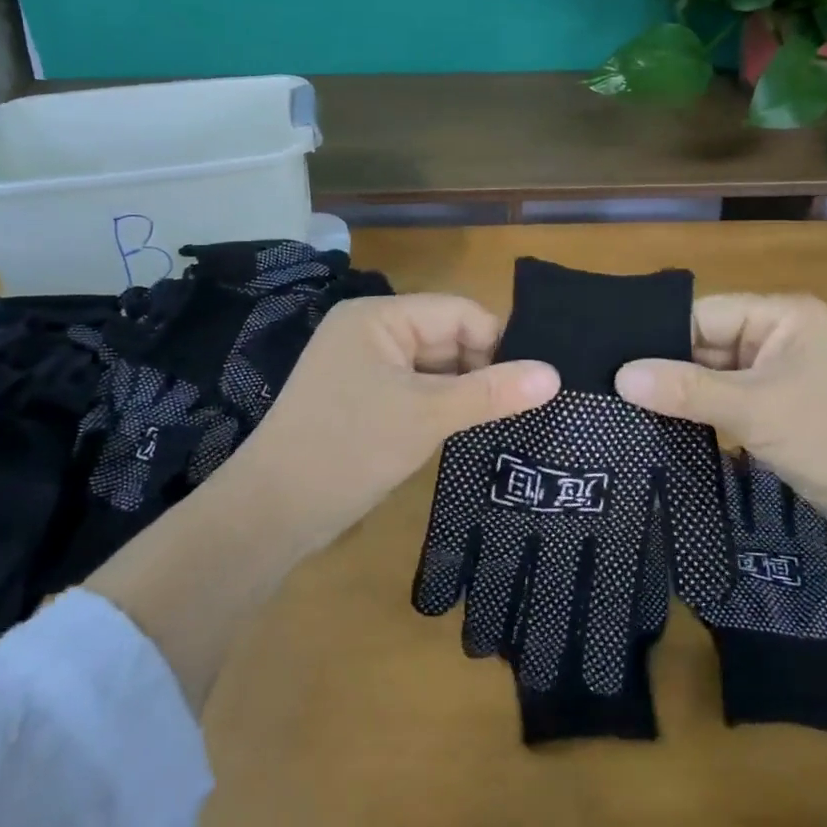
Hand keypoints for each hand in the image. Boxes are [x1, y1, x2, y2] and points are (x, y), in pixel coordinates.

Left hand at [223, 294, 558, 551]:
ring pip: (434, 368)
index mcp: (379, 317)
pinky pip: (415, 390)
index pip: (459, 313)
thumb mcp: (428, 415)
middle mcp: (370, 332)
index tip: (531, 384)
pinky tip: (466, 429)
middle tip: (523, 407)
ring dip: (463, 392)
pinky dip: (441, 406)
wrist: (271, 513)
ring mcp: (363, 367)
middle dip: (482, 370)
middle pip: (447, 338)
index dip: (498, 343)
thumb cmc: (350, 447)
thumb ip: (492, 392)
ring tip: (503, 420)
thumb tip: (555, 375)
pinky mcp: (361, 400)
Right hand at [614, 293, 826, 534]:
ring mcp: (777, 375)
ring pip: (713, 376)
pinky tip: (661, 427)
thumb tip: (621, 376)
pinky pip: (726, 402)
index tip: (613, 363)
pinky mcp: (775, 410)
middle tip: (610, 390)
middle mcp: (777, 336)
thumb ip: (687, 390)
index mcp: (781, 315)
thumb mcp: (755, 409)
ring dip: (681, 395)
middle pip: (706, 344)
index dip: (660, 338)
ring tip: (624, 409)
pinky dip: (700, 414)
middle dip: (667, 370)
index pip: (705, 315)